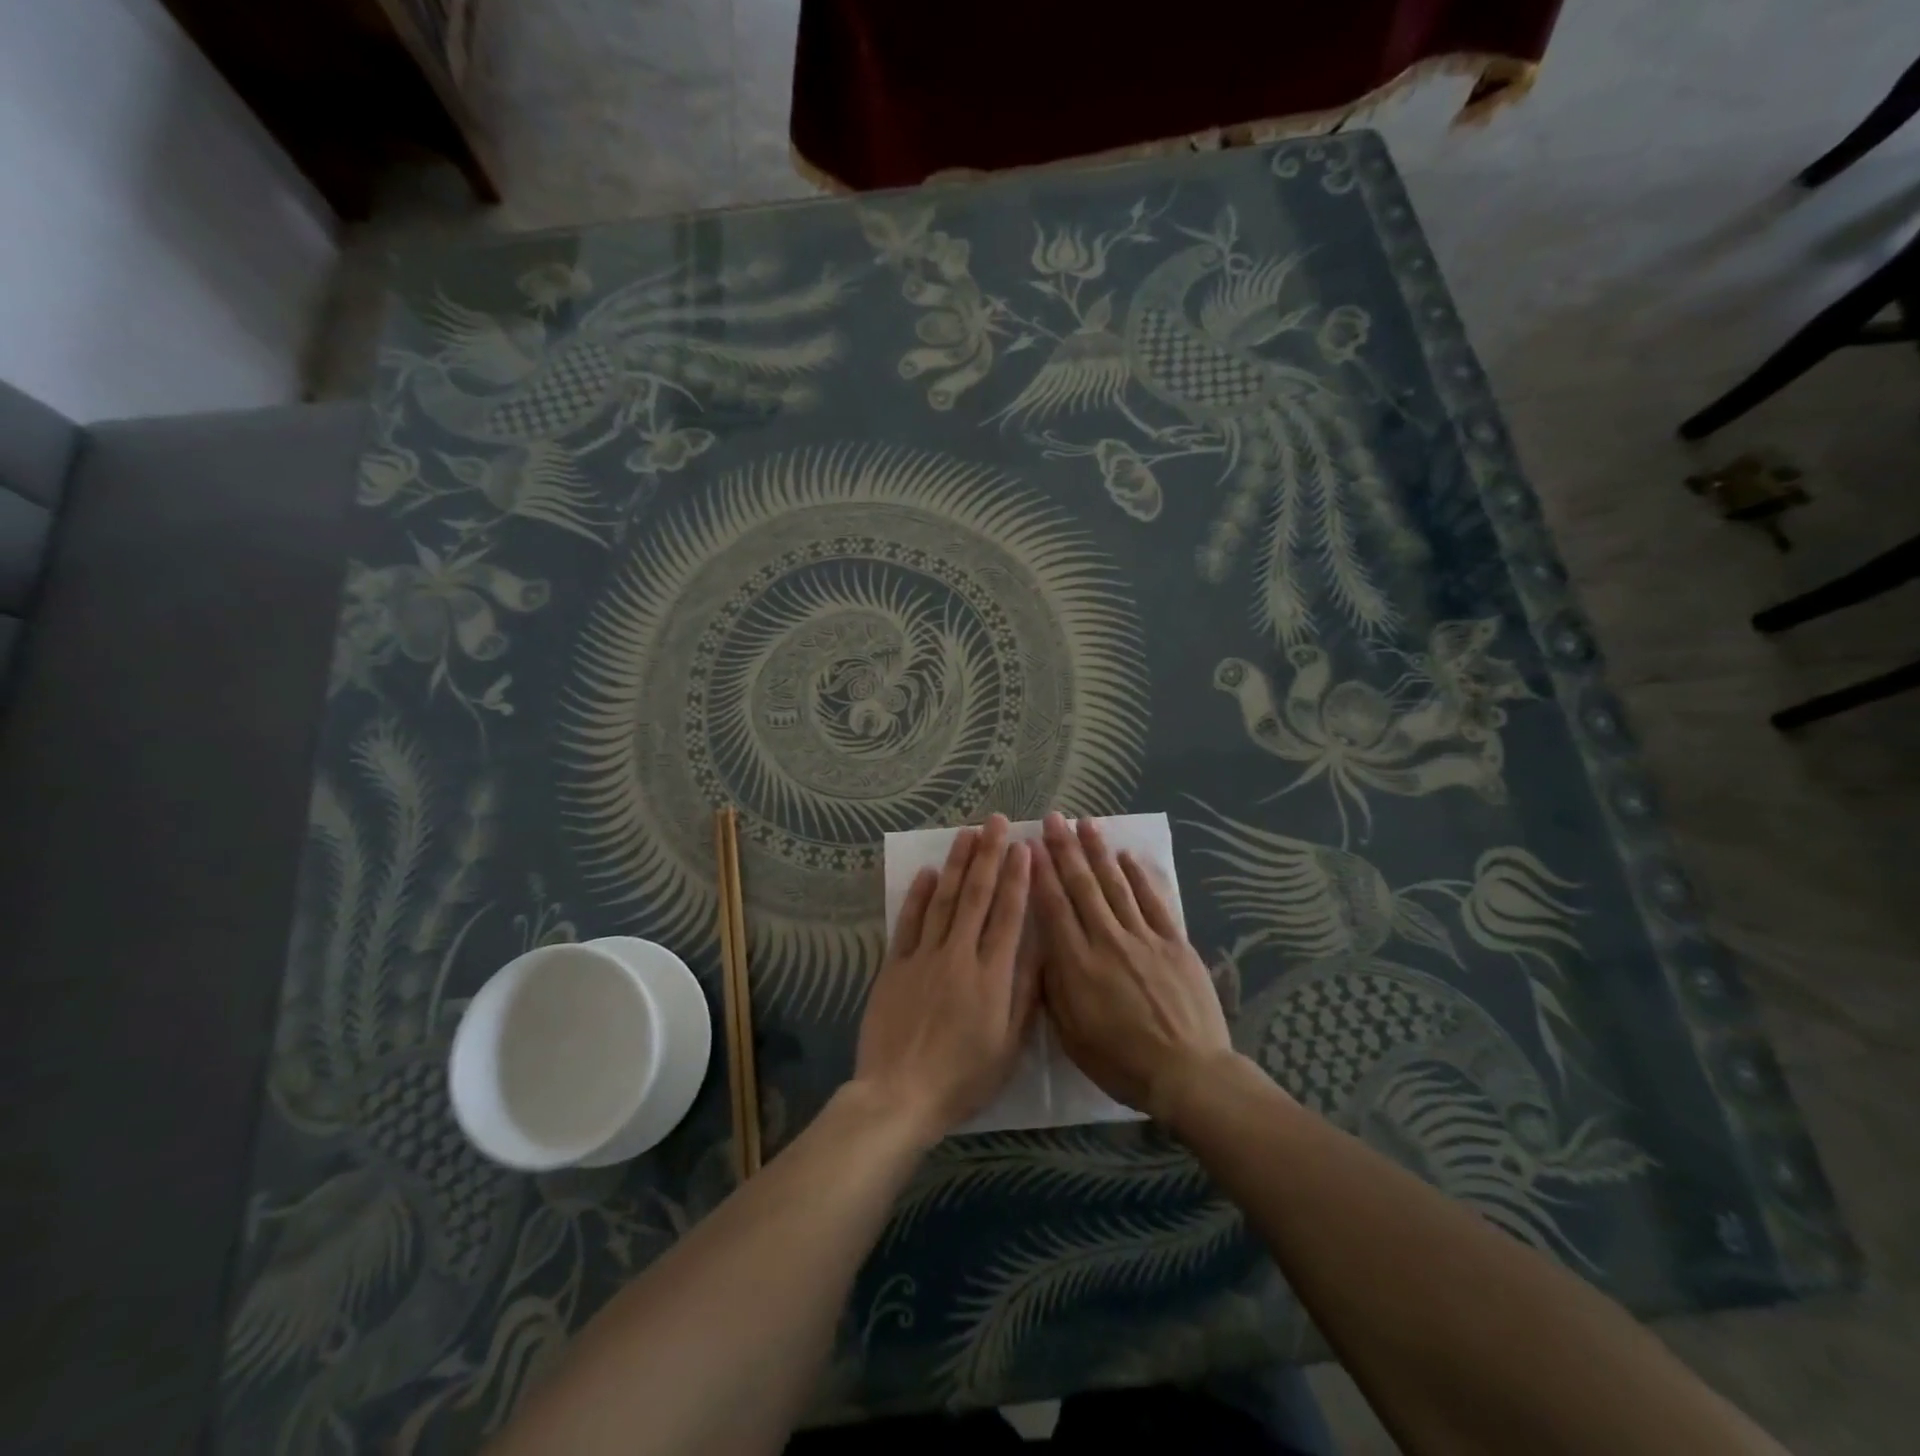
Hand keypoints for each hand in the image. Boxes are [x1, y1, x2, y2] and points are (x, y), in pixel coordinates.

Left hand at [853, 815, 1038, 1144]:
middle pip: (977, 896)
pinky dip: (919, 895)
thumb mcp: (1010, 1046)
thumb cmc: (963, 1078)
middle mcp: (959, 955)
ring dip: (957, 864)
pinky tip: (930, 873)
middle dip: (988, 855)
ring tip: (967, 833)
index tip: (1024, 847)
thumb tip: (1040, 947)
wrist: (900, 1095)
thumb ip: (1025, 994)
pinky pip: (909, 922)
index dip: (1017, 878)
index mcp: (992, 976)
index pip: (1008, 915)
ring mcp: (924, 957)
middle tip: (996, 821)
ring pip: (944, 900)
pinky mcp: (895, 965)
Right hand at [1032, 812, 1232, 1120]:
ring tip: (1086, 823)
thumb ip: (1053, 989)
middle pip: (1082, 886)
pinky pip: (1153, 901)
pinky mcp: (1174, 942)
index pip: (1053, 907)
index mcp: (1077, 965)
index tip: (1029, 845)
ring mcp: (1144, 938)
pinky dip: (1138, 876)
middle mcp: (1107, 940)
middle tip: (1053, 819)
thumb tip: (1043, 950)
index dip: (1040, 873)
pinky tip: (1127, 856)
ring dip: (1098, 851)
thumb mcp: (1071, 1036)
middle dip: (1065, 849)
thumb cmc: (1121, 1062)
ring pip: (1115, 884)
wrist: (1188, 1073)